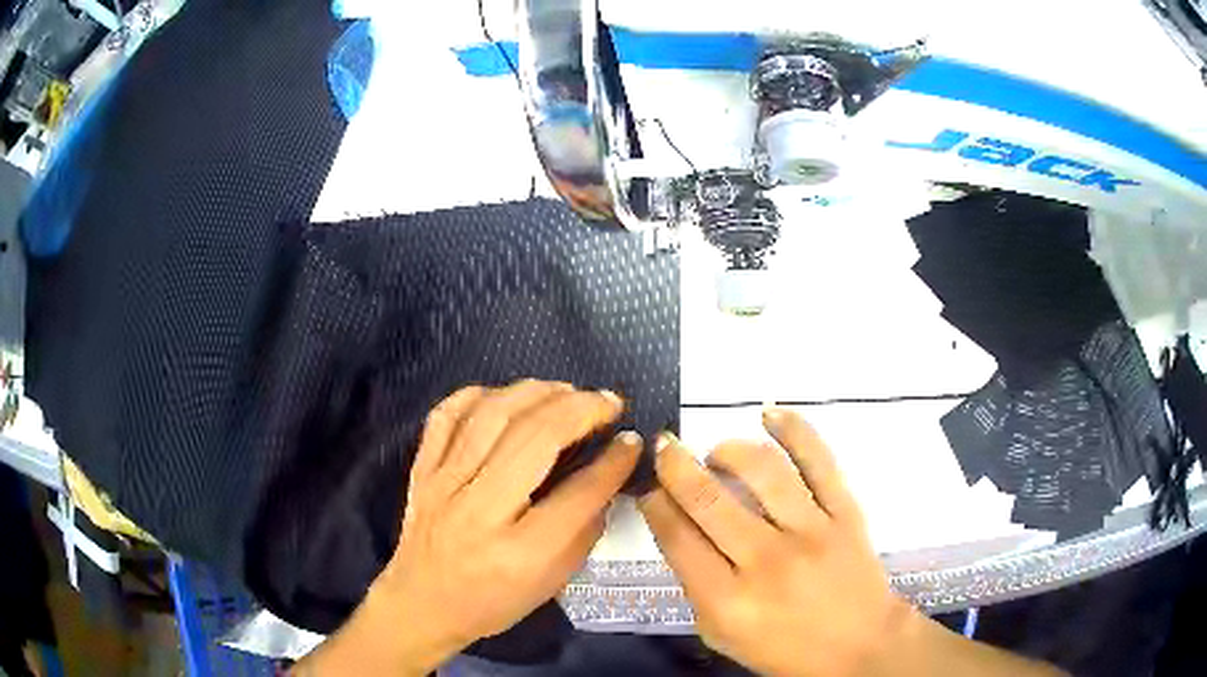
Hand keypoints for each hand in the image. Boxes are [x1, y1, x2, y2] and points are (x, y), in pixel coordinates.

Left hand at [296, 380, 639, 674]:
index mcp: (519, 552)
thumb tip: (606, 478)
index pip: (578, 494)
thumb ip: (584, 530)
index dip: (613, 462)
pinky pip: (446, 416)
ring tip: (567, 390)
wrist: (421, 604)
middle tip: (608, 402)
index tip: (631, 440)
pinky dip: (478, 394)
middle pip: (535, 439)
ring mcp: (444, 484)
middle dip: (581, 410)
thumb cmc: (492, 602)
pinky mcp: (421, 470)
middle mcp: (480, 510)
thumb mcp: (551, 583)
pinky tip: (505, 396)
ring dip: (537, 393)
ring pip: (492, 416)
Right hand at [639, 408, 906, 675]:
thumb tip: (678, 529)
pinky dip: (793, 429)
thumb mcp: (722, 636)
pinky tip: (769, 414)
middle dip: (675, 465)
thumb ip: (696, 587)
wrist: (860, 646)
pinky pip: (819, 461)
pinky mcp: (845, 513)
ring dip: (728, 449)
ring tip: (717, 451)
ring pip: (762, 471)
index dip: (655, 504)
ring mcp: (811, 532)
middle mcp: (766, 562)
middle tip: (665, 448)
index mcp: (728, 600)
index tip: (648, 488)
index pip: (677, 538)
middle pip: (708, 499)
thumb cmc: (785, 649)